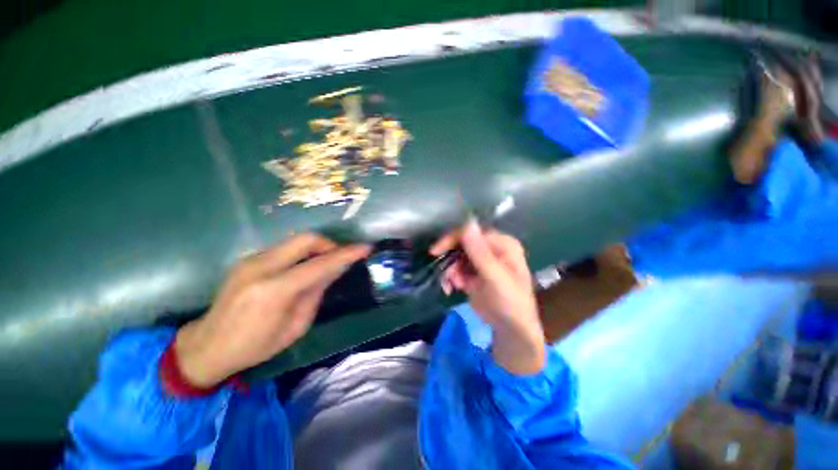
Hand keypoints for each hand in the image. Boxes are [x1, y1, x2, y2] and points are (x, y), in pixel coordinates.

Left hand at [174, 234, 370, 387]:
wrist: (206, 346)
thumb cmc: (255, 346)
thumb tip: (335, 270)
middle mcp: (261, 267)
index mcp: (274, 291)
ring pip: (295, 240)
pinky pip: (284, 248)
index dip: (346, 254)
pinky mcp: (248, 259)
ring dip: (316, 248)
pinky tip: (302, 268)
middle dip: (329, 244)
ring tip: (323, 264)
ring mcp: (251, 260)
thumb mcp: (295, 327)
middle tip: (339, 258)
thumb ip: (316, 293)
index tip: (365, 247)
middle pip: (306, 239)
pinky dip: (301, 253)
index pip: (319, 264)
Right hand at [431, 221, 544, 373]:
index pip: (472, 232)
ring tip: (452, 286)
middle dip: (451, 260)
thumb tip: (468, 223)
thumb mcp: (495, 277)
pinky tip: (451, 288)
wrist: (511, 330)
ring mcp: (482, 261)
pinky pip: (456, 269)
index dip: (452, 239)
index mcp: (502, 244)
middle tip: (446, 276)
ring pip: (456, 257)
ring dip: (450, 271)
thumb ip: (480, 252)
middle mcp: (492, 248)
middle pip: (462, 244)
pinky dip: (451, 278)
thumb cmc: (510, 302)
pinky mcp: (474, 273)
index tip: (435, 252)